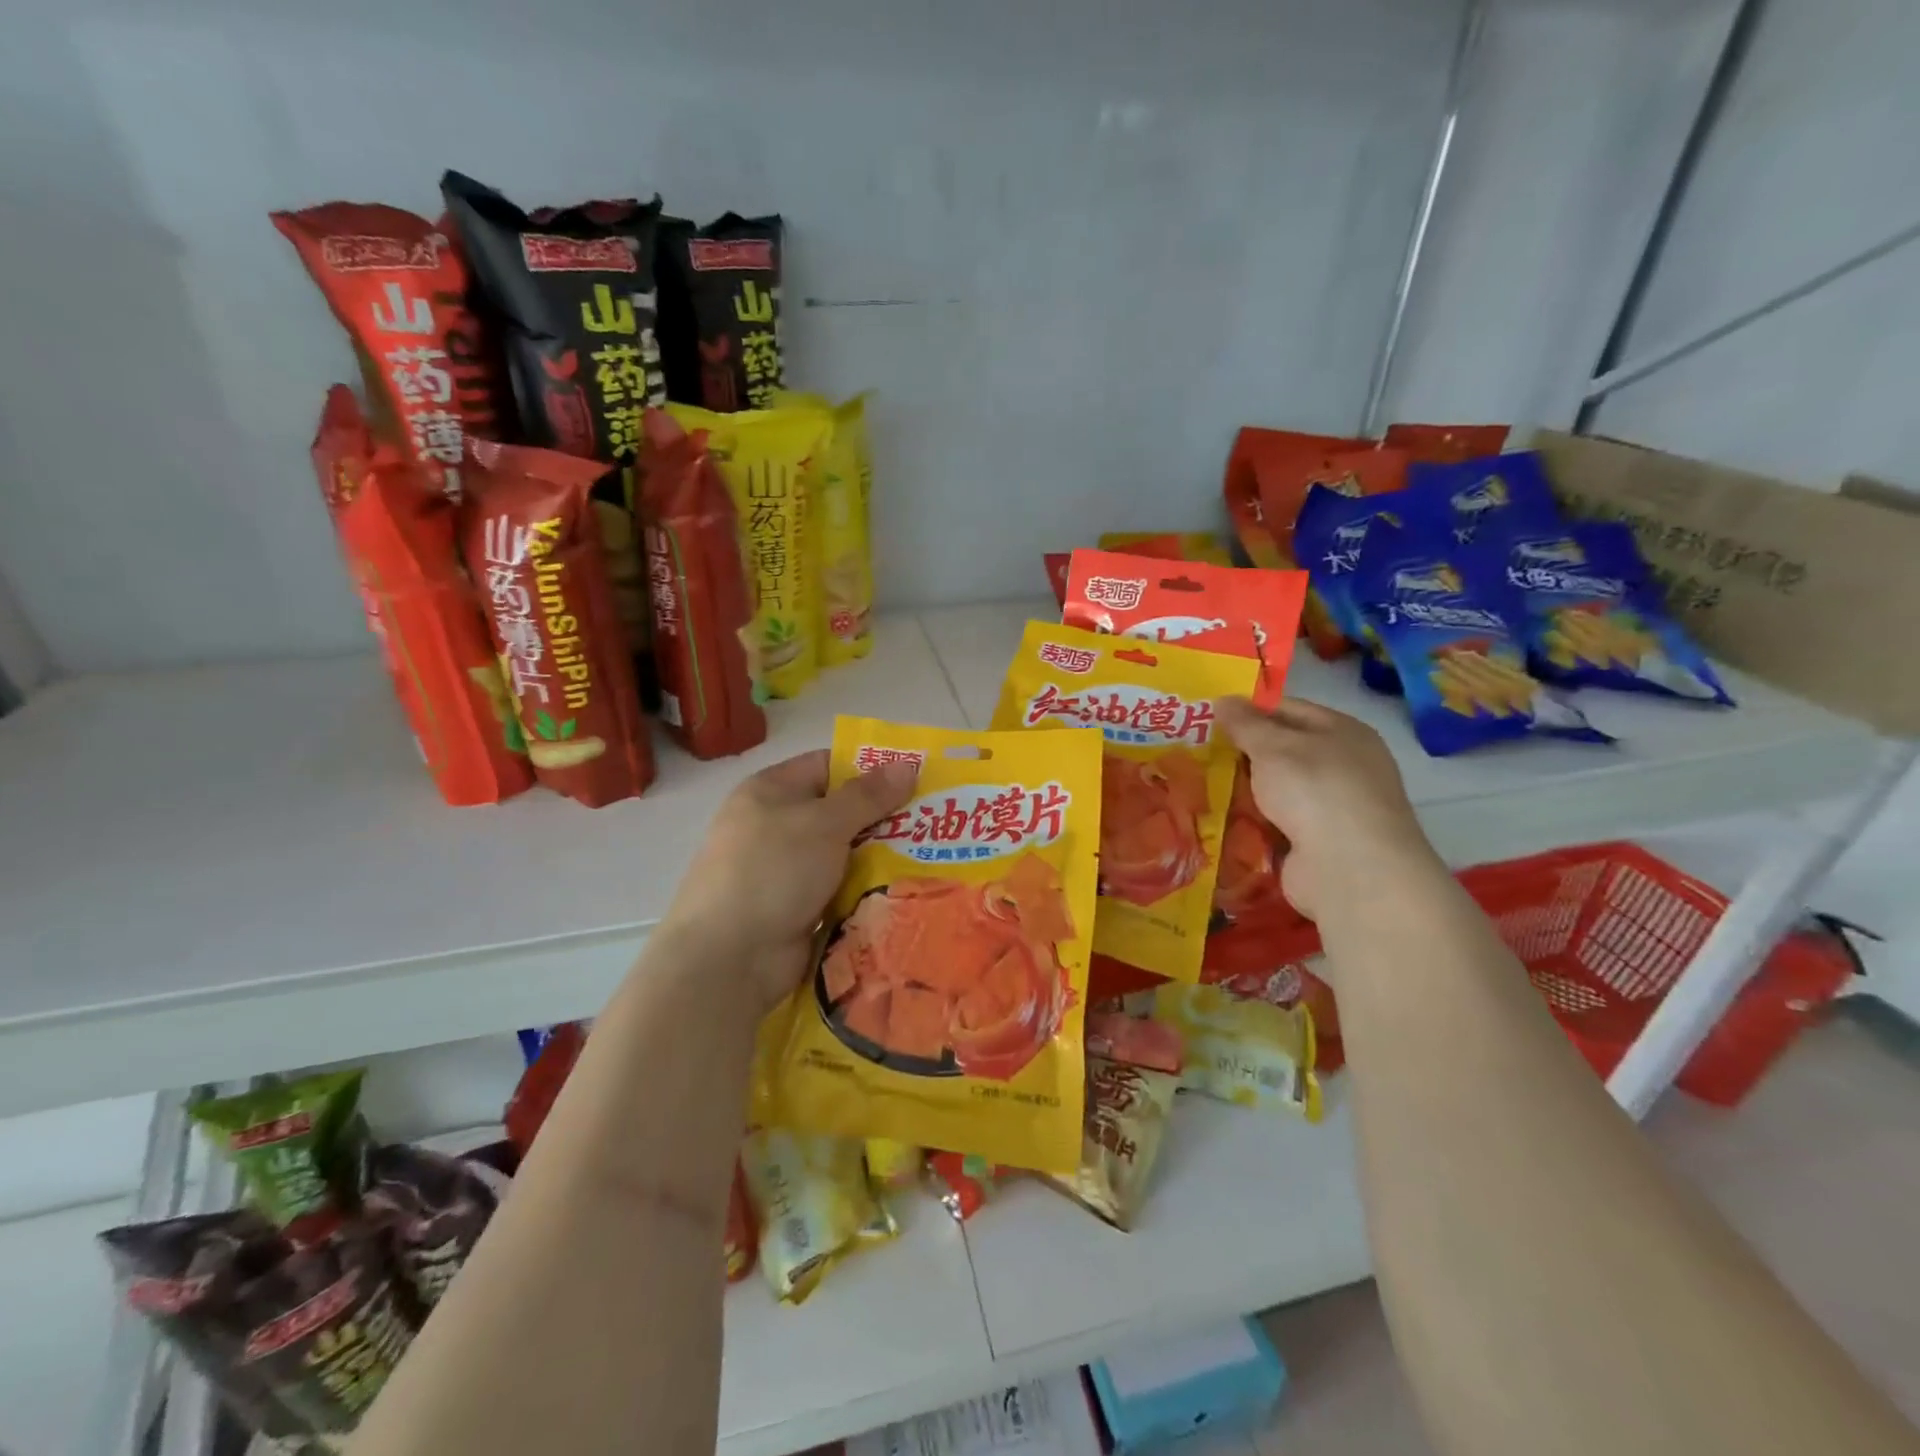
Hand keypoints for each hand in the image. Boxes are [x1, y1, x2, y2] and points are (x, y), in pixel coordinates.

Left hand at [660, 750, 918, 1011]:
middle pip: (839, 812)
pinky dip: (866, 891)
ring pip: (844, 855)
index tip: (916, 778)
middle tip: (936, 820)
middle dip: (884, 817)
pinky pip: (840, 890)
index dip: (869, 769)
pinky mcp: (796, 909)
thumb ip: (868, 795)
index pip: (827, 766)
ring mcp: (785, 871)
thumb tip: (908, 764)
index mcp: (771, 792)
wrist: (728, 959)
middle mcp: (776, 826)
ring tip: (933, 855)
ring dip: (880, 857)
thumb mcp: (824, 823)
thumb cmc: (772, 871)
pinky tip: (906, 891)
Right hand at [1215, 696, 1443, 920]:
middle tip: (1196, 753)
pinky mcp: (1317, 844)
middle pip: (1282, 752)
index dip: (1249, 711)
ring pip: (1276, 790)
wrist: (1349, 869)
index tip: (1208, 718)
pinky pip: (1276, 825)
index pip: (1288, 709)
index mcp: (1342, 731)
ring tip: (1197, 787)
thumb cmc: (1315, 790)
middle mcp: (1343, 766)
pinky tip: (1219, 822)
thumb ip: (1245, 723)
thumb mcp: (1273, 746)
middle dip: (1241, 754)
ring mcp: (1332, 808)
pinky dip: (1252, 824)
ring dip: (1243, 791)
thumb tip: (1222, 700)